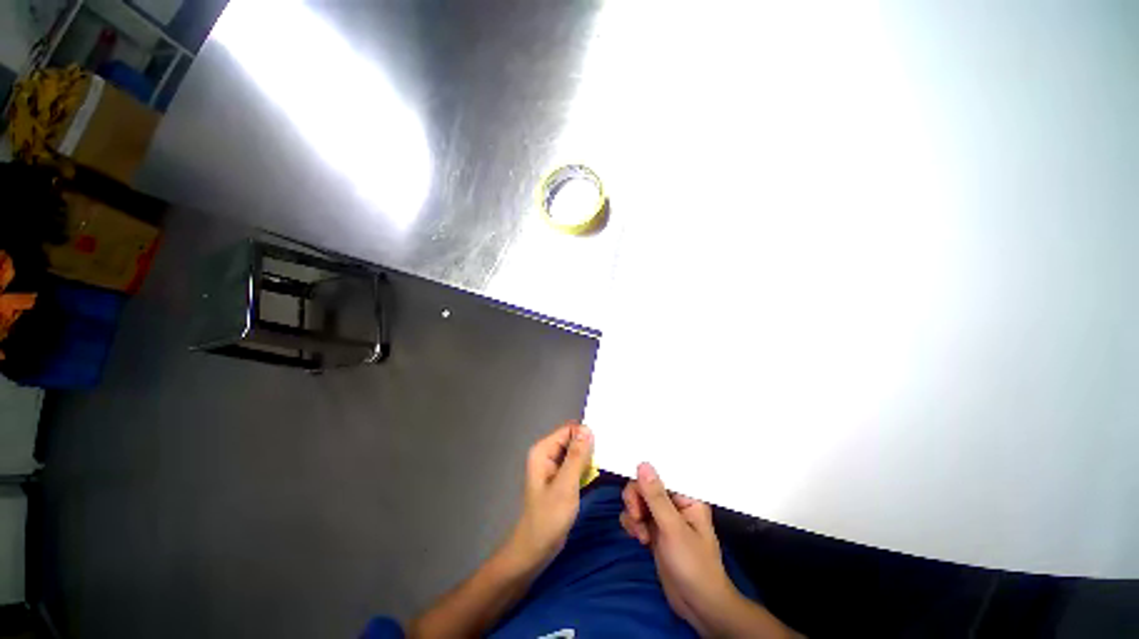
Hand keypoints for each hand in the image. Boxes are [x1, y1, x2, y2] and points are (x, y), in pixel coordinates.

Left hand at [505, 422, 593, 570]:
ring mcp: (553, 466)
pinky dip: (586, 467)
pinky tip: (597, 474)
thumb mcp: (566, 485)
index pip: (569, 429)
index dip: (586, 435)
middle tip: (607, 456)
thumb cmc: (549, 517)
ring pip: (576, 452)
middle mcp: (547, 453)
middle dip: (589, 446)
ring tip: (604, 464)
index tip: (604, 445)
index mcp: (544, 450)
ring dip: (589, 457)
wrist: (536, 549)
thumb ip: (577, 455)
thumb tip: (588, 428)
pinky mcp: (560, 478)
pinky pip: (576, 464)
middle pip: (573, 439)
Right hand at [620, 463, 745, 636]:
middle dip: (636, 501)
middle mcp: (673, 502)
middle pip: (644, 486)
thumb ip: (656, 497)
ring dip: (633, 516)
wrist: (698, 606)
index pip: (659, 474)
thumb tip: (643, 464)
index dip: (644, 479)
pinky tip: (639, 540)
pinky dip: (632, 525)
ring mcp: (663, 517)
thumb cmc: (693, 564)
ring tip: (641, 536)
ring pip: (637, 501)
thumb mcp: (673, 529)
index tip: (636, 495)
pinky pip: (635, 517)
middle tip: (637, 517)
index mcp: (686, 495)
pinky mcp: (653, 530)